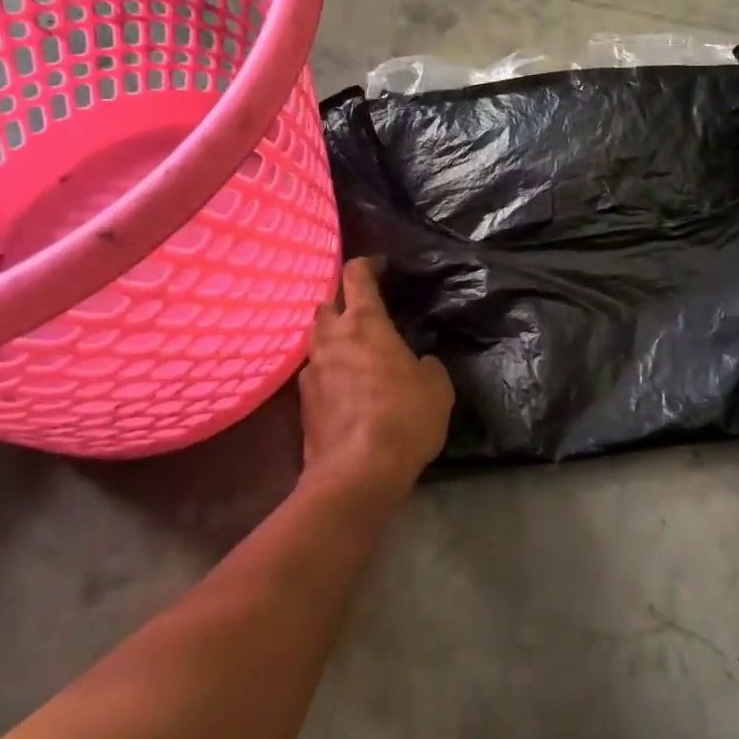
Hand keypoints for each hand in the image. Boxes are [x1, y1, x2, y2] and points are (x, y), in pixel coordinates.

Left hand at [299, 259, 453, 503]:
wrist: (356, 473)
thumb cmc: (403, 416)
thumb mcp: (436, 386)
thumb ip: (426, 364)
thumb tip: (418, 363)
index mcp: (364, 323)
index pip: (356, 275)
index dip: (368, 264)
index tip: (380, 266)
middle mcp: (331, 339)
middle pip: (326, 304)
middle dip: (342, 302)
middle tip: (364, 313)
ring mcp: (311, 371)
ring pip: (317, 339)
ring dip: (333, 338)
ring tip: (355, 351)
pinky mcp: (302, 404)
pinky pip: (315, 373)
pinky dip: (329, 372)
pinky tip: (345, 389)